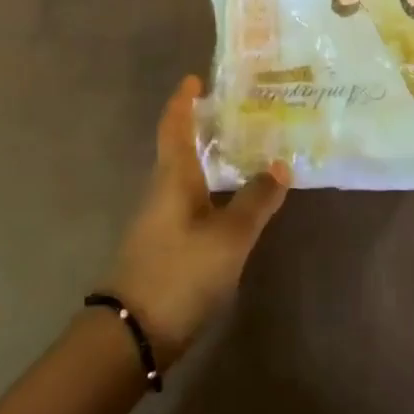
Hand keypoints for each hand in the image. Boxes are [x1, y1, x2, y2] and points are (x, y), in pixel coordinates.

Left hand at [103, 76, 289, 366]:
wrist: (131, 334)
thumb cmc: (181, 271)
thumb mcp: (229, 237)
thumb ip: (256, 201)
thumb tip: (281, 164)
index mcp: (173, 176)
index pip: (175, 126)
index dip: (183, 100)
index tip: (194, 78)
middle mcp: (161, 190)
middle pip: (178, 147)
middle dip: (201, 126)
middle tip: (236, 112)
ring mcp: (158, 219)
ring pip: (183, 176)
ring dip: (206, 158)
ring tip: (241, 151)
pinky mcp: (162, 245)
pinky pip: (187, 201)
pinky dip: (208, 188)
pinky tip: (229, 200)